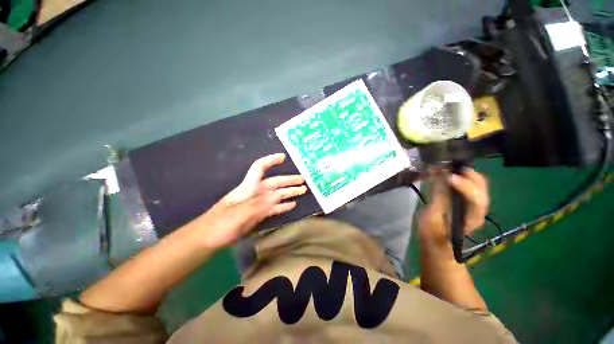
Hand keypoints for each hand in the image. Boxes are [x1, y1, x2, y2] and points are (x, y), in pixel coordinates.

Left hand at [201, 153, 306, 247]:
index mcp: (248, 187)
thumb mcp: (239, 213)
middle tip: (303, 180)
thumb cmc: (220, 224)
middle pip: (274, 182)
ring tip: (303, 191)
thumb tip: (279, 196)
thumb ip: (260, 204)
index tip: (283, 157)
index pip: (260, 168)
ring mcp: (257, 204)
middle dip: (289, 180)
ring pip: (276, 195)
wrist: (208, 240)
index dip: (271, 161)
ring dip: (289, 192)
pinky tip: (292, 205)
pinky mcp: (258, 215)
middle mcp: (255, 193)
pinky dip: (283, 206)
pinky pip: (273, 208)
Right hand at [419, 168, 488, 247]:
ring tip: (445, 166)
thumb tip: (442, 179)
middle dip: (468, 174)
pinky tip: (444, 171)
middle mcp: (477, 209)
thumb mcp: (432, 218)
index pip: (477, 199)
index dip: (465, 186)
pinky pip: (467, 184)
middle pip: (482, 187)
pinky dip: (457, 175)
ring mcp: (472, 203)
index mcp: (472, 218)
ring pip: (476, 183)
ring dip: (463, 172)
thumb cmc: (433, 233)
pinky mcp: (465, 199)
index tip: (448, 177)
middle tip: (448, 166)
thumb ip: (439, 198)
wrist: (437, 241)